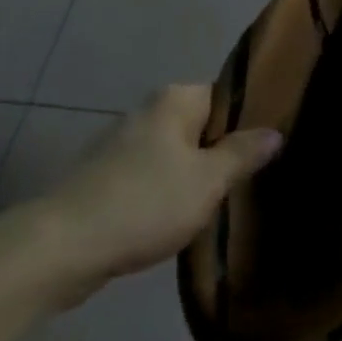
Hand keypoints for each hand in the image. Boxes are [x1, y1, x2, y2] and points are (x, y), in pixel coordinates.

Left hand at [39, 85, 282, 301]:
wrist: (66, 244)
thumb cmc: (147, 203)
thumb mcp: (207, 180)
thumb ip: (242, 153)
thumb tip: (274, 131)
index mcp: (174, 100)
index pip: (225, 96)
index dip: (252, 119)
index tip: (275, 147)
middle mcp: (147, 112)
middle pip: (201, 126)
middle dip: (226, 151)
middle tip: (258, 180)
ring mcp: (123, 144)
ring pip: (177, 154)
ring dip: (199, 175)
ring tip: (230, 202)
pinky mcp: (108, 176)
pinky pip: (154, 176)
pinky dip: (171, 192)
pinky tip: (186, 217)